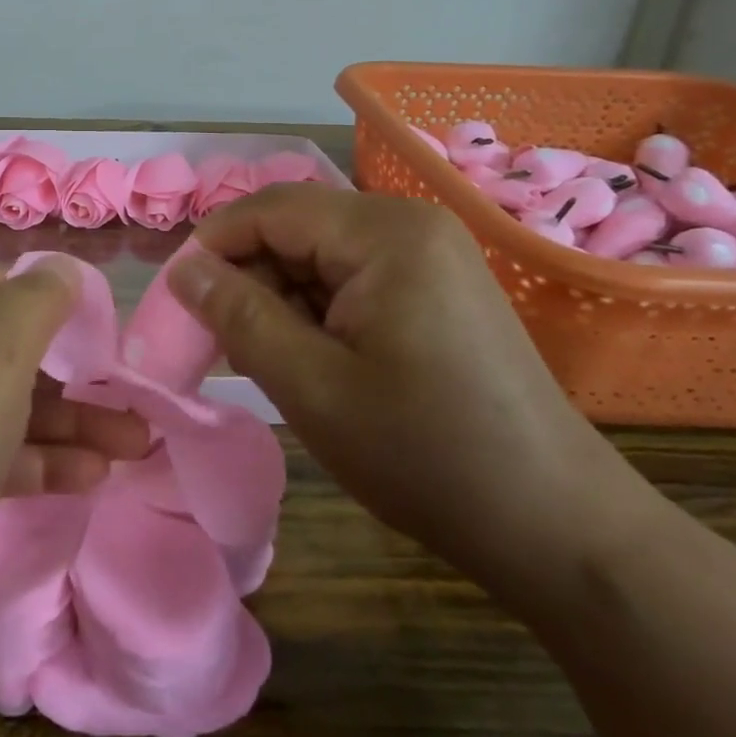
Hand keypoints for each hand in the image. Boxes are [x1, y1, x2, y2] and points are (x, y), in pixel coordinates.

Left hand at [0, 263, 149, 643]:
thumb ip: (43, 300)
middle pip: (4, 352)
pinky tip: (90, 477)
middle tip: (133, 405)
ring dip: (67, 427)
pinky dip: (34, 462)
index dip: (60, 314)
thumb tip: (64, 268)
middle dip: (74, 382)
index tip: (110, 347)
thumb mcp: (0, 347)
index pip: (1, 289)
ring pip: (0, 408)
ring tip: (134, 446)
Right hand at [169, 185, 652, 598]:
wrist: (557, 526)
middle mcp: (409, 225)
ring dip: (279, 300)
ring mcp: (430, 255)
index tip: (178, 305)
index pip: (268, 209)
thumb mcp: (310, 386)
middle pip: (294, 228)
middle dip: (247, 279)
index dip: (211, 248)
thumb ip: (237, 316)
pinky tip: (311, 361)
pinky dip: (315, 311)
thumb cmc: (425, 454)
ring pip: (318, 255)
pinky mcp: (437, 287)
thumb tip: (182, 271)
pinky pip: (352, 278)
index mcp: (384, 233)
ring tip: (267, 362)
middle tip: (222, 346)